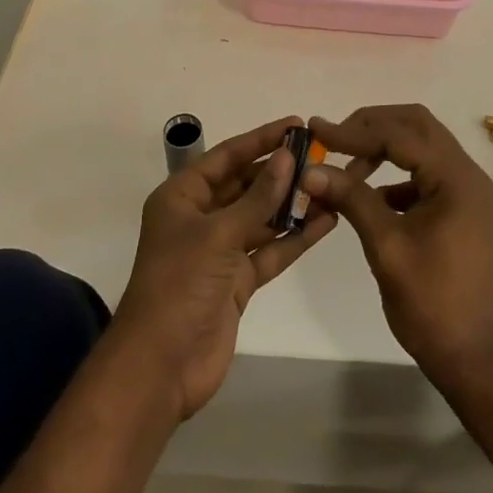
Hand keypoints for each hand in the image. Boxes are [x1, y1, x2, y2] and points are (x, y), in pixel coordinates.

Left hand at [111, 117, 335, 421]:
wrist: (161, 368)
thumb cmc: (180, 285)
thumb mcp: (219, 234)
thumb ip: (258, 197)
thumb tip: (287, 157)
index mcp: (182, 196)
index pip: (227, 156)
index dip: (260, 139)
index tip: (295, 124)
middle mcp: (200, 218)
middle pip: (245, 185)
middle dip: (280, 172)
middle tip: (322, 157)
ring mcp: (219, 251)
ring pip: (261, 218)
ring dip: (292, 204)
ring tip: (332, 186)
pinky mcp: (237, 281)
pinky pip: (269, 250)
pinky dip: (294, 238)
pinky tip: (325, 223)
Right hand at [303, 104, 492, 396]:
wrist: (474, 360)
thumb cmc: (432, 304)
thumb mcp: (386, 247)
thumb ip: (351, 199)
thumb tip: (309, 170)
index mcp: (456, 178)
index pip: (400, 134)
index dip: (354, 131)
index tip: (316, 131)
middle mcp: (466, 174)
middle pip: (416, 125)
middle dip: (372, 126)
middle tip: (333, 139)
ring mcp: (465, 191)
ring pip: (420, 145)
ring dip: (383, 146)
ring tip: (345, 166)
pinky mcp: (459, 208)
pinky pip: (423, 171)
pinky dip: (394, 172)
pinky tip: (368, 194)